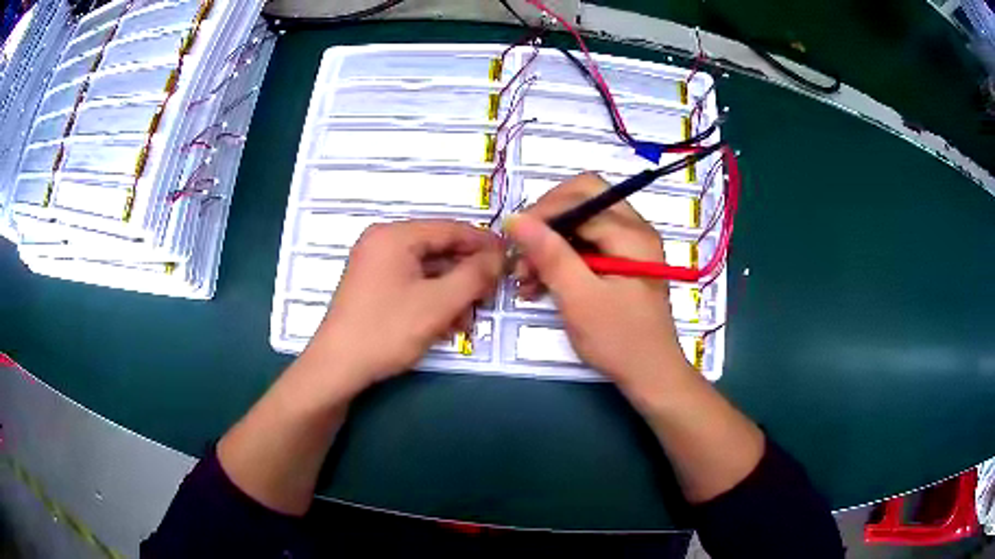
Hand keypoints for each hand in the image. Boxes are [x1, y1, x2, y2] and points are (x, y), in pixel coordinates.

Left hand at [306, 220, 503, 394]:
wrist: (337, 368)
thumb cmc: (387, 331)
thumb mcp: (438, 303)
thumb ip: (475, 275)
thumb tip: (500, 256)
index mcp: (395, 235)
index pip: (450, 228)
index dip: (484, 243)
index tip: (511, 258)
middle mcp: (383, 242)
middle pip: (438, 249)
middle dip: (467, 274)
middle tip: (491, 295)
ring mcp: (375, 265)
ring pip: (427, 270)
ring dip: (452, 292)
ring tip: (468, 319)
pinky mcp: (372, 287)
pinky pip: (412, 283)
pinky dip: (432, 299)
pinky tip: (446, 324)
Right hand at [506, 173, 695, 394]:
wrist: (651, 376)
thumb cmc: (619, 340)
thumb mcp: (579, 298)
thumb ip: (549, 254)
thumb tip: (516, 218)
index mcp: (631, 233)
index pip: (580, 197)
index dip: (542, 213)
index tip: (514, 242)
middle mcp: (635, 229)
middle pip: (582, 201)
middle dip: (547, 224)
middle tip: (522, 254)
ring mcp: (630, 246)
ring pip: (581, 224)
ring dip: (550, 244)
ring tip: (525, 279)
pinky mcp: (622, 263)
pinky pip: (587, 245)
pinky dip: (562, 259)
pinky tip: (540, 284)